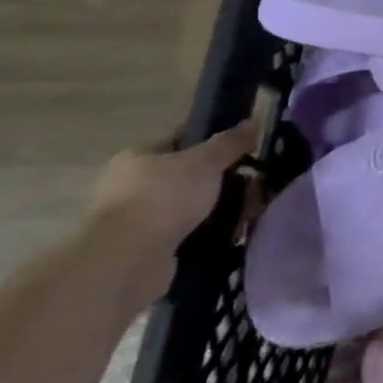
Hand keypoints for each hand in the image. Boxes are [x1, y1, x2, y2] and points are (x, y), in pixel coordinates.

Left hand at [90, 121, 255, 309]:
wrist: (127, 261)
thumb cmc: (163, 197)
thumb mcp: (205, 160)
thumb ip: (231, 142)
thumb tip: (254, 121)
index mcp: (139, 157)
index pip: (182, 140)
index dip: (216, 143)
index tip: (247, 150)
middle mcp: (134, 186)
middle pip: (193, 176)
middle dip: (227, 181)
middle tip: (256, 185)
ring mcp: (141, 220)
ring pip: (196, 207)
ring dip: (224, 209)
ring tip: (251, 212)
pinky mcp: (150, 250)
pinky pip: (192, 233)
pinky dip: (213, 233)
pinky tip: (235, 233)